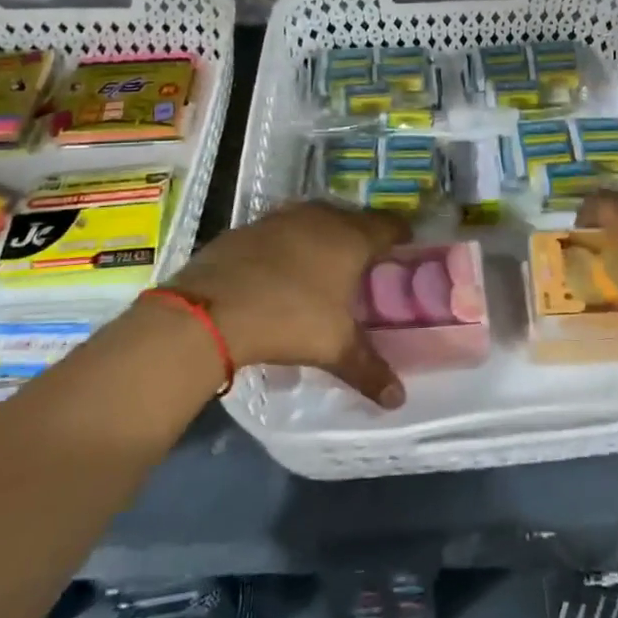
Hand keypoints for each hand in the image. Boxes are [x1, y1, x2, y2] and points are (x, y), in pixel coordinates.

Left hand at [163, 202, 409, 408]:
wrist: (212, 309)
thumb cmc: (289, 319)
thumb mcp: (334, 348)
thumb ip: (370, 370)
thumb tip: (398, 399)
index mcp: (352, 238)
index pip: (389, 225)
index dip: (400, 235)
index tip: (404, 247)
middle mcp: (322, 217)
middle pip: (353, 218)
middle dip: (362, 235)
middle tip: (366, 261)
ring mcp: (283, 217)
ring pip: (316, 219)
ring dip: (324, 235)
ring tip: (325, 263)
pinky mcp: (250, 226)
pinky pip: (282, 229)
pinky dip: (289, 243)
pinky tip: (281, 269)